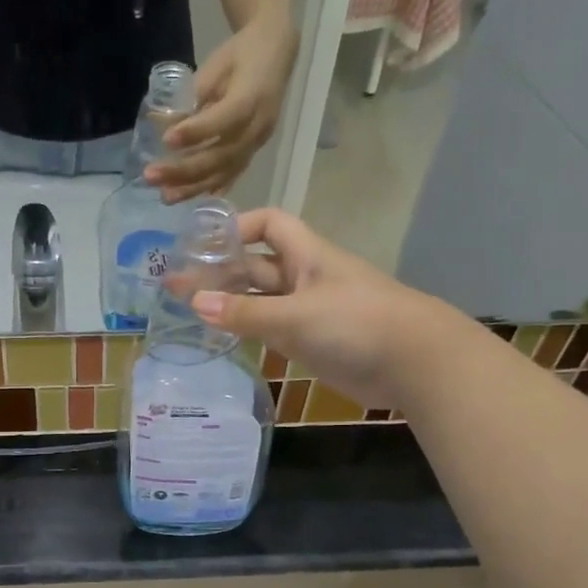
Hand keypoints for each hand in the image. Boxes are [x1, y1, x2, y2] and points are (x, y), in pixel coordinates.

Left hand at [149, 13, 298, 201]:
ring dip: (192, 187)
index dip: (196, 131)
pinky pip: (232, 175)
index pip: (224, 119)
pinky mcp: (254, 152)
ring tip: (165, 196)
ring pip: (225, 171)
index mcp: (252, 96)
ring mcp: (258, 142)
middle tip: (151, 176)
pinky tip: (190, 198)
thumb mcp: (214, 66)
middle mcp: (258, 125)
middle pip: (221, 155)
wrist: (276, 53)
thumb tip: (161, 124)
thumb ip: (192, 96)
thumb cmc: (240, 55)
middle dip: (184, 170)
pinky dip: (210, 188)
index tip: (166, 140)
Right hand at [191, 208, 438, 408]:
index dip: (236, 228)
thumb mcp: (295, 315)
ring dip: (229, 304)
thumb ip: (245, 312)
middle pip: (255, 266)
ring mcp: (307, 312)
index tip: (201, 245)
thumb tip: (194, 303)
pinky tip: (220, 338)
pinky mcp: (311, 342)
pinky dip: (247, 331)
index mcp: (305, 255)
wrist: (412, 363)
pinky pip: (271, 330)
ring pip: (260, 301)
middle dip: (219, 273)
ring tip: (187, 312)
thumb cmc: (356, 323)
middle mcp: (304, 278)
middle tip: (174, 287)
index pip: (268, 224)